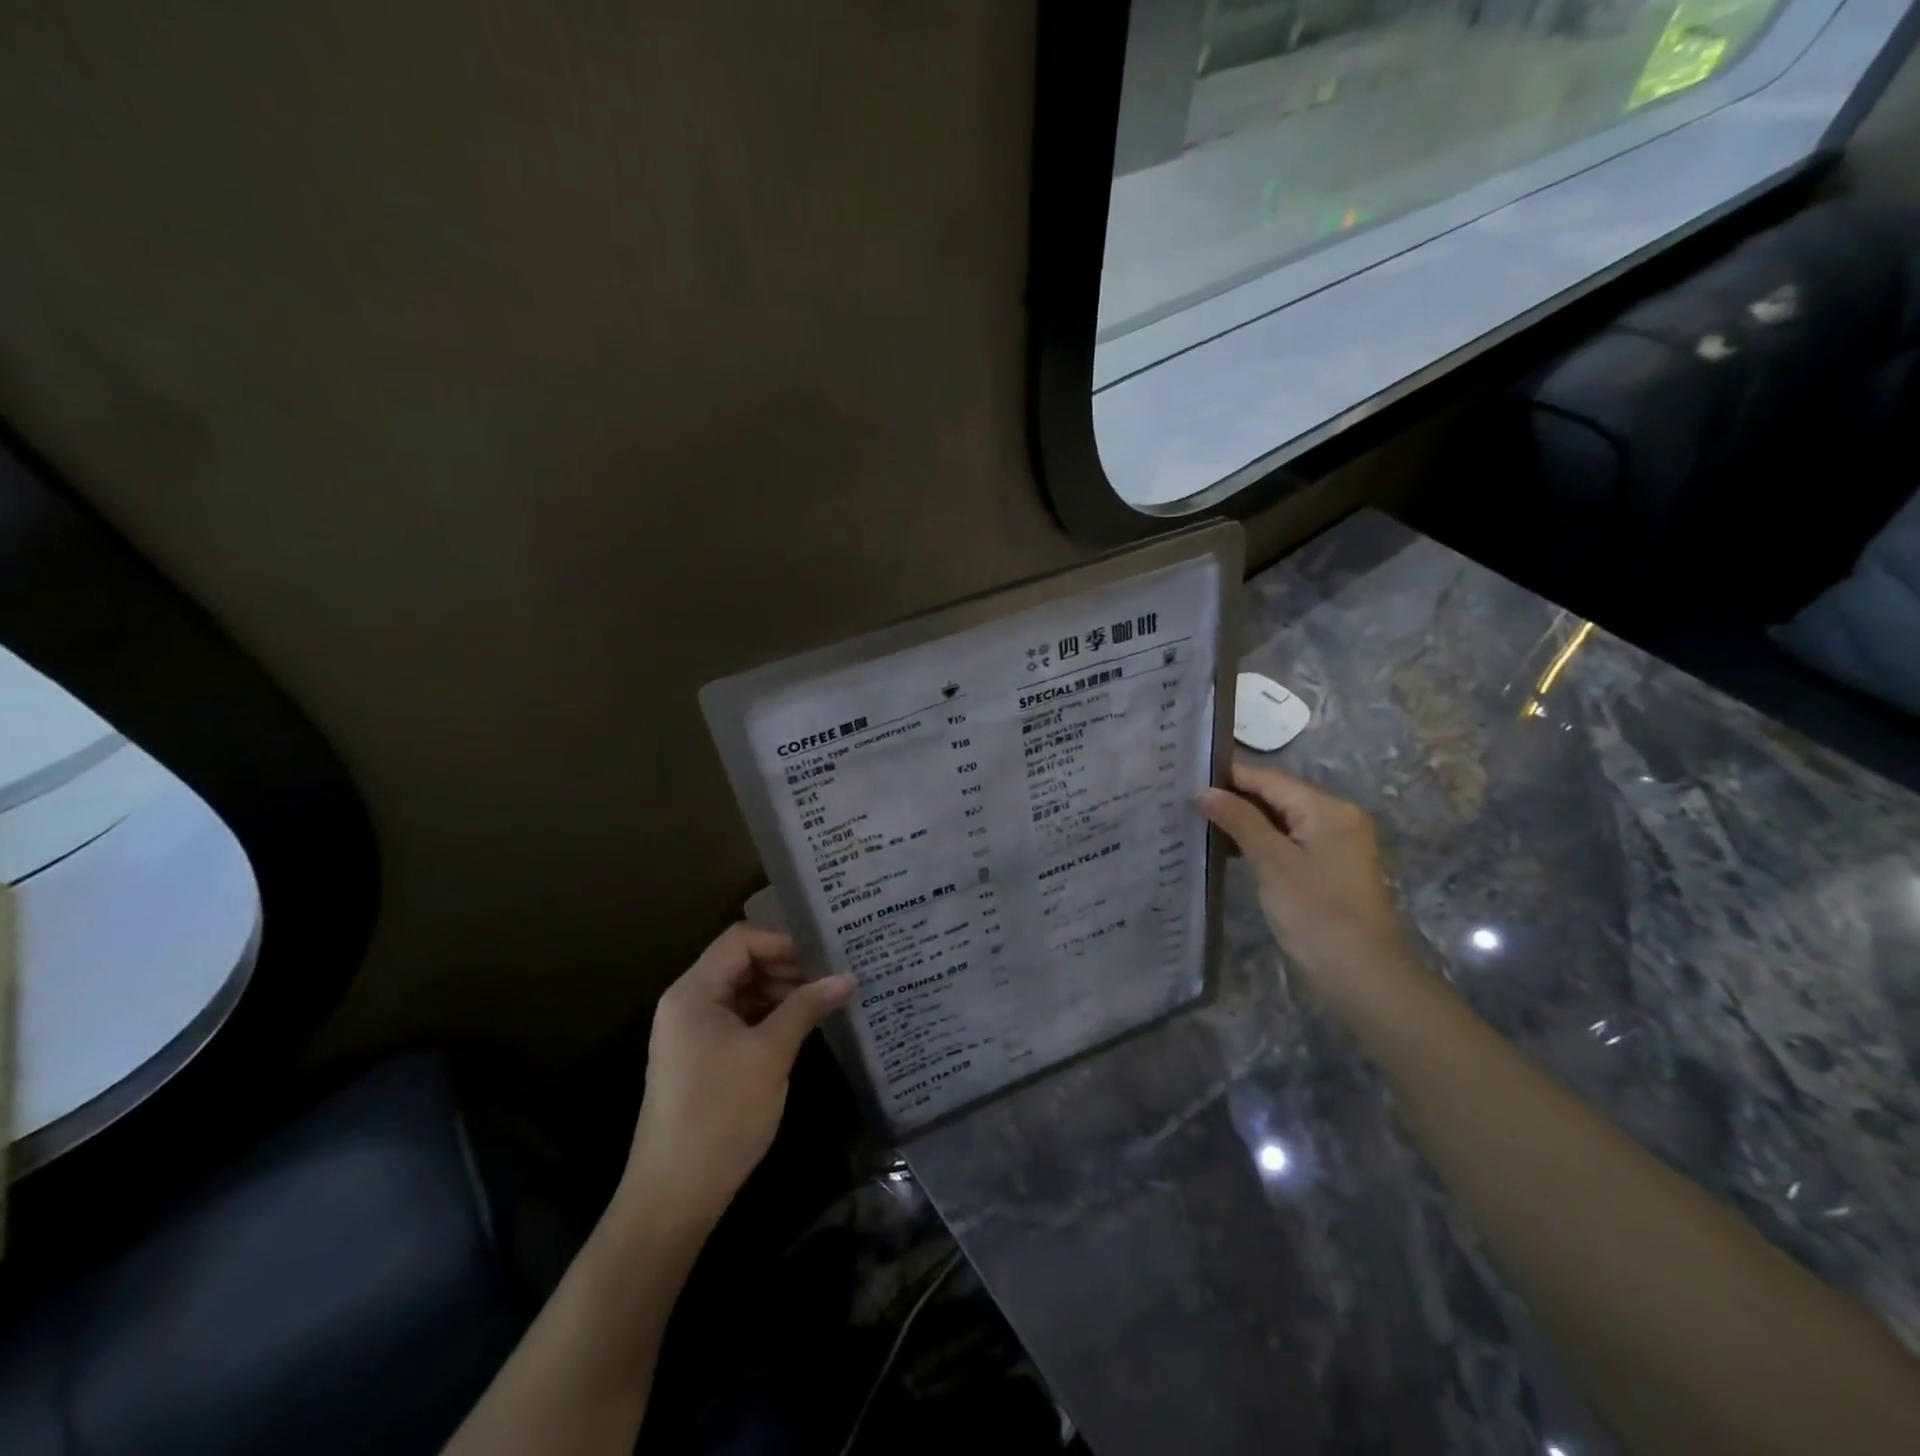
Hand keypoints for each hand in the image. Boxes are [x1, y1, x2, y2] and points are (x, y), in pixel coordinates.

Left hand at [622, 924, 853, 1235]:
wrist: (674, 1196)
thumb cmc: (721, 1114)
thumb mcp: (770, 1054)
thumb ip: (807, 1007)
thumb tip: (848, 977)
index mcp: (694, 991)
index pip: (742, 940)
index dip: (784, 941)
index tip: (826, 953)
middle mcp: (689, 1002)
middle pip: (741, 962)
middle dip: (787, 965)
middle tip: (833, 974)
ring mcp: (693, 1031)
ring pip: (743, 991)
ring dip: (782, 991)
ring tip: (825, 998)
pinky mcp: (702, 1057)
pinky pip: (740, 1019)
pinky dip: (770, 1015)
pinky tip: (803, 1024)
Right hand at [1199, 763, 1415, 1014]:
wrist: (1361, 975)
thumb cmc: (1315, 913)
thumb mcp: (1271, 862)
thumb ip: (1238, 820)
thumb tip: (1203, 790)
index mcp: (1327, 808)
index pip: (1269, 778)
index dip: (1228, 777)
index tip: (1185, 778)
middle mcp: (1336, 816)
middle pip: (1276, 795)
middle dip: (1233, 798)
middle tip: (1185, 800)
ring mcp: (1335, 842)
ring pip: (1281, 818)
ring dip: (1243, 821)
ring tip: (1198, 822)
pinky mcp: (1329, 865)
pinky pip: (1288, 839)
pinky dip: (1260, 840)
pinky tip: (1227, 848)